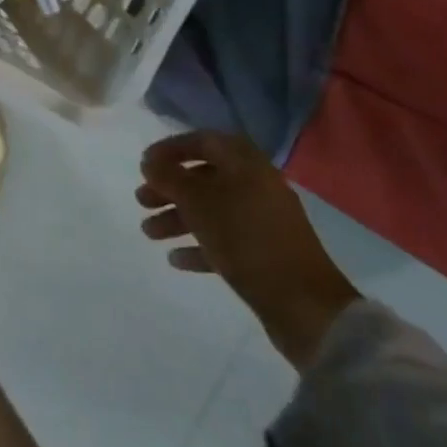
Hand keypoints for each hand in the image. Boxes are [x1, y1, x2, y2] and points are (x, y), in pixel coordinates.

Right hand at [136, 131, 359, 370]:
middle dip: (170, 188)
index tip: (144, 164)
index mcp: (245, 164)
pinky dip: (199, 245)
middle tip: (142, 201)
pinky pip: (225, 240)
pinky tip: (176, 259)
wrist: (304, 305)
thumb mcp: (199, 202)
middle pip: (204, 177)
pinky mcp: (265, 254)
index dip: (171, 149)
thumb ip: (170, 177)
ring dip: (178, 218)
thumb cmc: (246, 239)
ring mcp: (263, 221)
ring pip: (212, 210)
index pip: (203, 141)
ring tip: (149, 233)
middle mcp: (256, 185)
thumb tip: (150, 161)